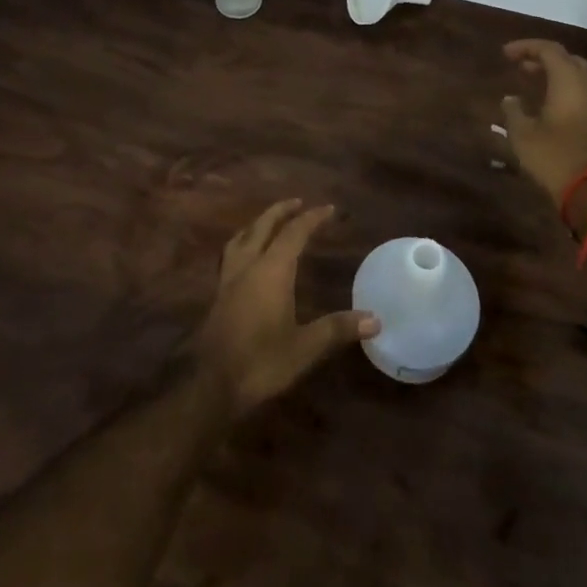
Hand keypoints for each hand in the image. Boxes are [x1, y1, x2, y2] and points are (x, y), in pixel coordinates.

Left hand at [192, 200, 378, 418]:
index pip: (294, 233)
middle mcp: (248, 265)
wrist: (211, 385)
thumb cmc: (261, 362)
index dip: (312, 218)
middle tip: (298, 202)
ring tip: (270, 222)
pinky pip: (231, 254)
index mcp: (271, 270)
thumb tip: (375, 319)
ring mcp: (229, 278)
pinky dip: (243, 243)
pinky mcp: (218, 294)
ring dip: (258, 224)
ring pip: (242, 237)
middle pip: (263, 226)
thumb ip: (337, 329)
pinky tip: (246, 257)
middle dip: (281, 211)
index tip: (329, 208)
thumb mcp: (305, 348)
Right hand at [500, 39, 586, 211]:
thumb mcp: (522, 134)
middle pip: (569, 61)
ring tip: (541, 85)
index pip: (549, 50)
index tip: (506, 54)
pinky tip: (560, 109)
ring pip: (583, 79)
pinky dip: (572, 95)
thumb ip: (514, 111)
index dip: (526, 47)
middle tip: (522, 68)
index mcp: (569, 82)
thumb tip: (511, 99)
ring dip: (561, 76)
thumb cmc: (554, 156)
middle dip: (544, 60)